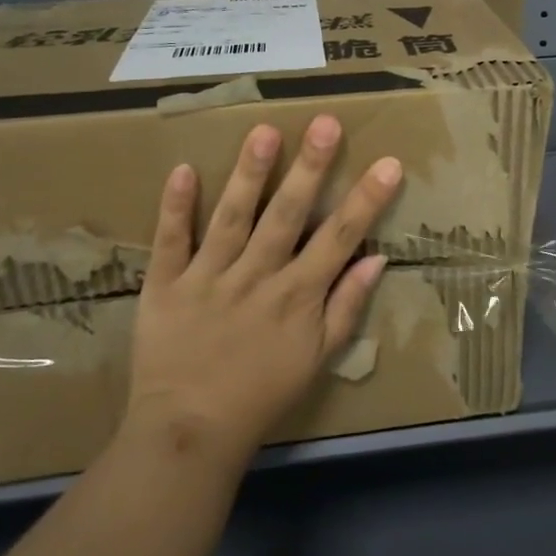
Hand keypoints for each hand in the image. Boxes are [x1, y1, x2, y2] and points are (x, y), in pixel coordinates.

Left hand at [126, 116, 402, 459]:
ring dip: (248, 174)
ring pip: (232, 218)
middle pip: (287, 215)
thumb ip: (347, 307)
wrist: (190, 432)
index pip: (340, 238)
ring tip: (263, 131)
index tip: (389, 163)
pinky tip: (183, 170)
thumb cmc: (263, 394)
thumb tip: (376, 260)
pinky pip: (170, 242)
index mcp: (297, 295)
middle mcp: (257, 277)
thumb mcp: (318, 358)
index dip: (367, 199)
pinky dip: (175, 208)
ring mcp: (209, 279)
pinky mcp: (166, 286)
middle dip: (310, 168)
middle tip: (325, 123)